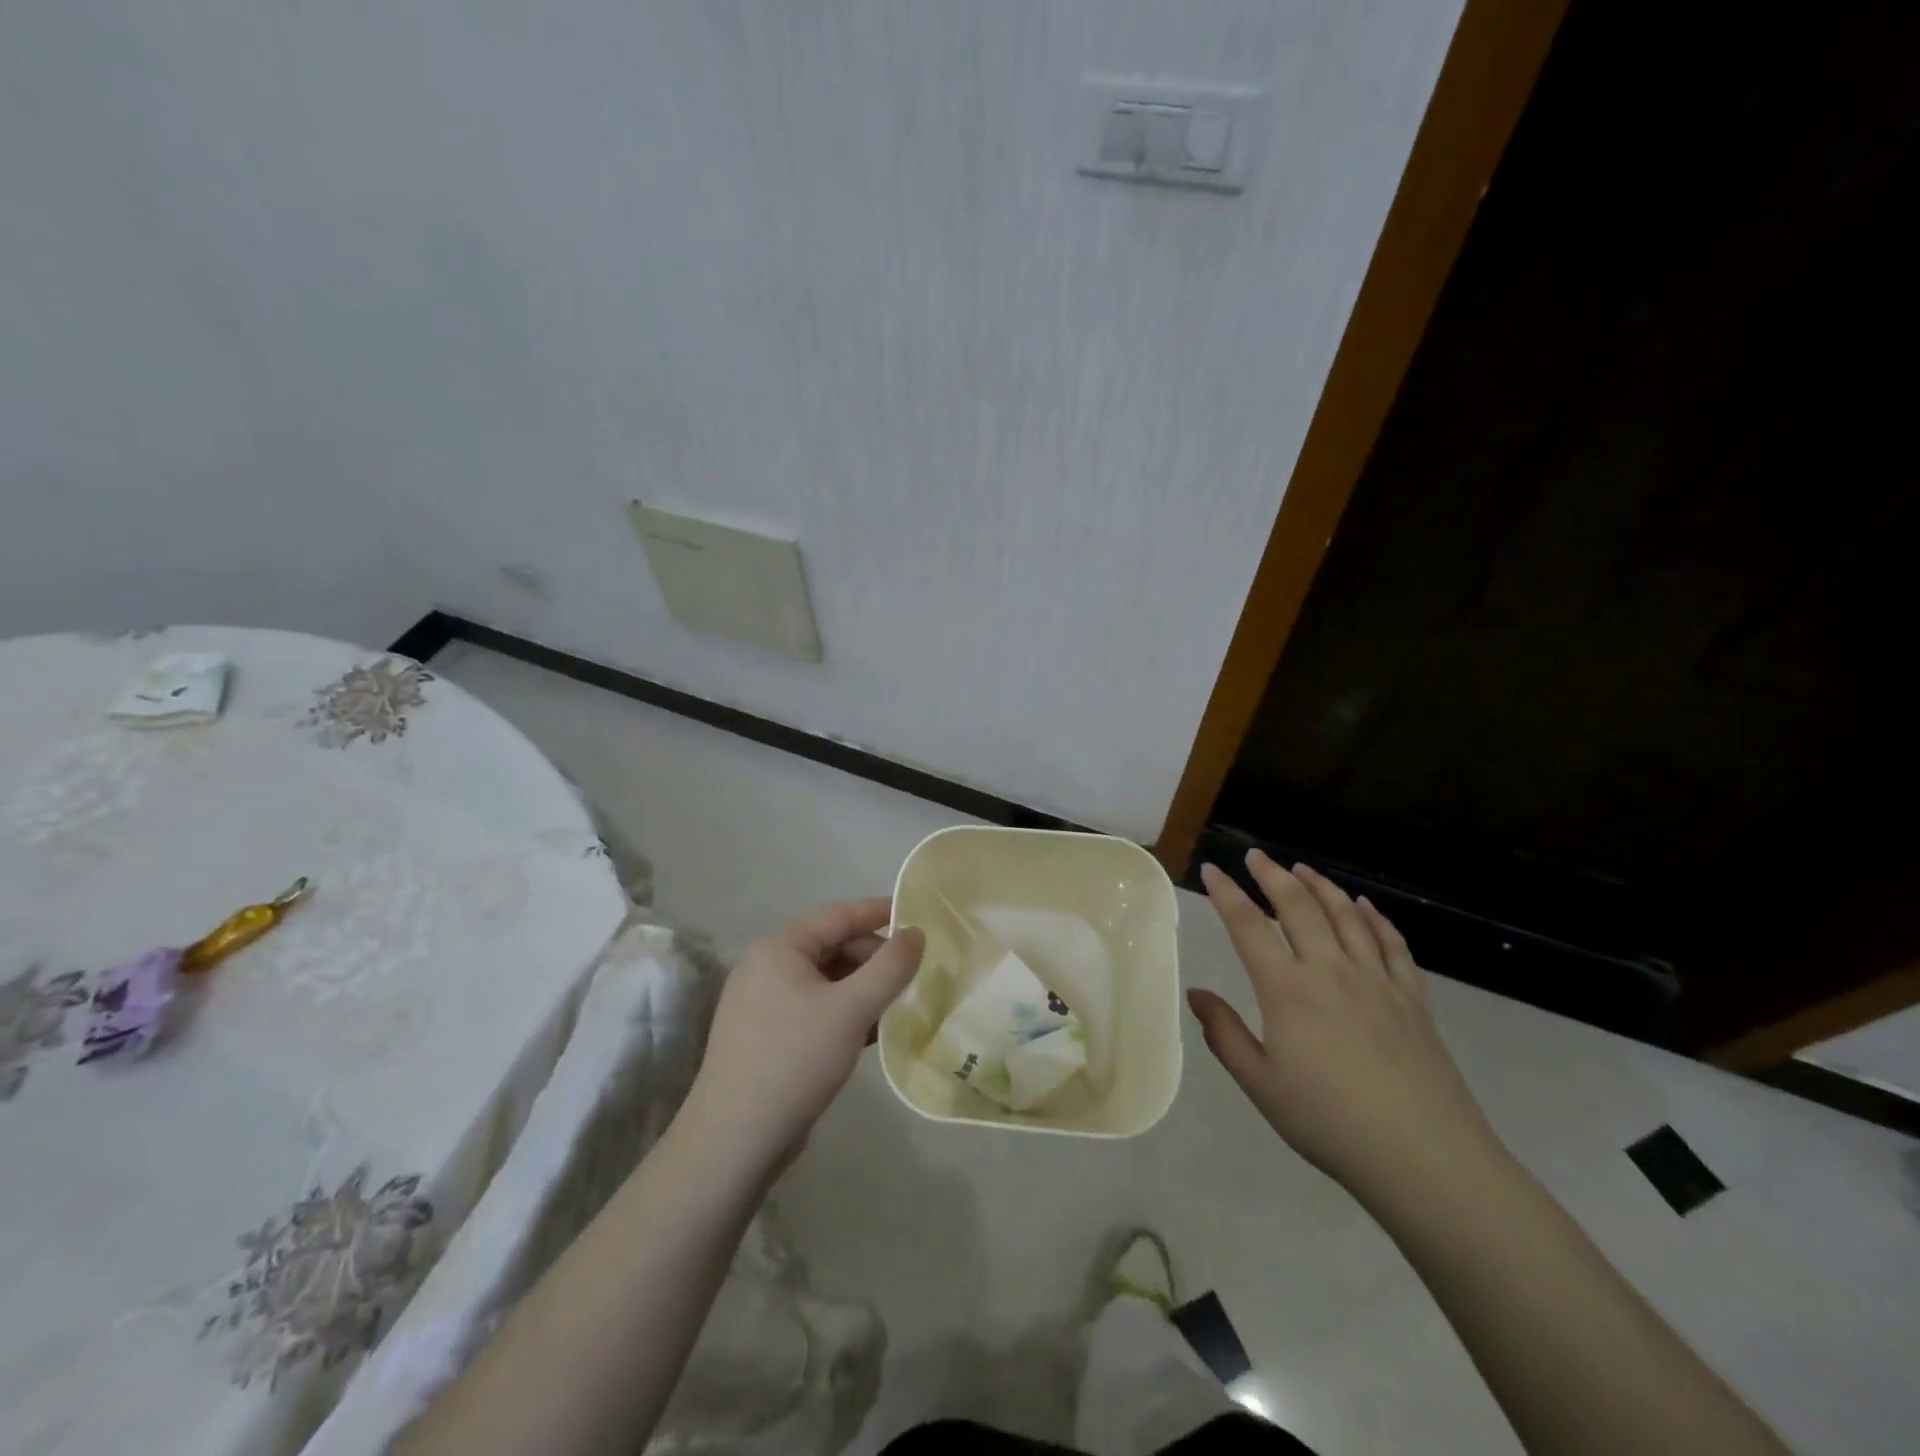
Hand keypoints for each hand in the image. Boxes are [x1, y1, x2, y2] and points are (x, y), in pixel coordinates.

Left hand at [683, 898, 924, 1176]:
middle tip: (914, 976)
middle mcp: (766, 966)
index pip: (839, 915)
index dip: (880, 912)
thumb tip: (916, 932)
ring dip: (864, 988)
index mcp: (779, 948)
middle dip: (874, 958)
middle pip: (832, 946)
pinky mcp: (767, 1035)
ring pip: (826, 980)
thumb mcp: (851, 1010)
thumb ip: (890, 967)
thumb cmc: (794, 1061)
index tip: (919, 917)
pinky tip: (873, 1032)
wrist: (734, 1141)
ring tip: (900, 1005)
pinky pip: (815, 1008)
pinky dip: (846, 1012)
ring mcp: (763, 1002)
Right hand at [1187, 852, 1502, 1207]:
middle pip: (1298, 906)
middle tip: (1255, 856)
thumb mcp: (1261, 1085)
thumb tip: (1196, 994)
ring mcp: (1376, 980)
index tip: (1212, 869)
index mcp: (1287, 990)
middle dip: (1272, 875)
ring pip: (1345, 915)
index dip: (1227, 893)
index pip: (1248, 925)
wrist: (1426, 1158)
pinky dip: (1374, 917)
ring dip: (1320, 886)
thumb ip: (1225, 1035)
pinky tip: (1364, 906)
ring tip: (1302, 869)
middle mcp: (1330, 970)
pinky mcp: (1412, 997)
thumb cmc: (1330, 1123)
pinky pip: (1391, 942)